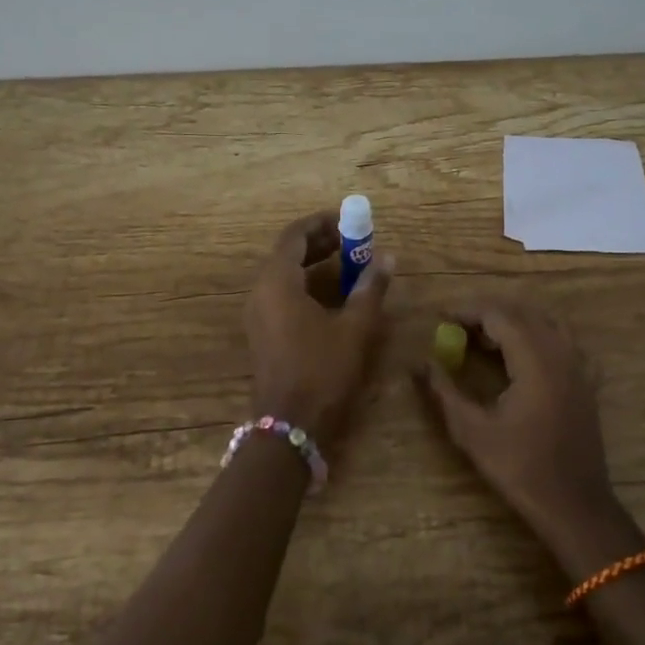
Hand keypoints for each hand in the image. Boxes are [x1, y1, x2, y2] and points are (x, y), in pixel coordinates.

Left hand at [245, 210, 393, 447]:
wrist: (289, 425)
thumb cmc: (322, 370)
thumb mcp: (354, 328)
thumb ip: (370, 288)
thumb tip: (387, 257)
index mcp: (277, 281)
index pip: (295, 235)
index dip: (322, 222)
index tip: (348, 219)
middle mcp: (260, 291)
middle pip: (287, 252)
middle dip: (320, 241)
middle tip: (353, 239)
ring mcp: (257, 313)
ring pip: (284, 273)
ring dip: (313, 263)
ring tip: (347, 262)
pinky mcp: (261, 331)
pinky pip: (281, 293)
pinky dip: (305, 283)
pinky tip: (331, 294)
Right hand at [417, 300, 620, 549]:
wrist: (574, 505)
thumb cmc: (519, 468)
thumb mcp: (472, 431)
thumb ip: (444, 392)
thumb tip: (419, 363)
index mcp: (535, 362)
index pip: (500, 316)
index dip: (468, 311)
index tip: (442, 317)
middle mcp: (561, 354)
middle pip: (524, 313)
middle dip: (489, 313)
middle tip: (458, 326)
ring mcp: (579, 367)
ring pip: (547, 322)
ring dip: (515, 321)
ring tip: (486, 338)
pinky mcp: (587, 382)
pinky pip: (564, 341)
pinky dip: (539, 335)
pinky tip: (522, 355)